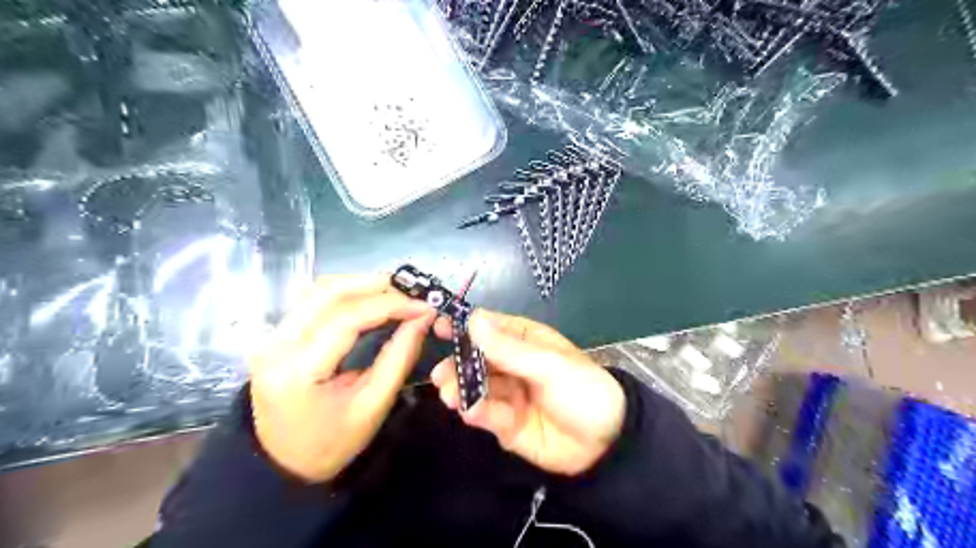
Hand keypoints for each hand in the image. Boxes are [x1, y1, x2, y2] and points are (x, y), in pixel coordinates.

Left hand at [248, 274, 434, 483]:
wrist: (282, 465)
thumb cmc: (331, 444)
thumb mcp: (373, 405)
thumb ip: (400, 357)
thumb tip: (422, 318)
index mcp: (298, 371)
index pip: (347, 320)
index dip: (390, 306)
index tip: (423, 306)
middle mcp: (277, 345)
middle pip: (327, 293)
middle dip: (374, 285)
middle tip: (411, 291)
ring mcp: (272, 337)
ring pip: (318, 290)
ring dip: (359, 284)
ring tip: (394, 291)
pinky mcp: (276, 335)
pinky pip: (312, 301)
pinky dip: (344, 293)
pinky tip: (367, 297)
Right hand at [432, 310, 624, 477]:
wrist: (607, 443)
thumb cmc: (583, 390)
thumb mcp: (548, 365)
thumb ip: (508, 348)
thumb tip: (473, 319)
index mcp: (524, 341)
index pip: (489, 328)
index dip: (464, 325)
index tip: (437, 328)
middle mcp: (511, 365)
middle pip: (476, 359)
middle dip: (457, 365)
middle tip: (440, 376)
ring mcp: (507, 394)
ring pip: (476, 387)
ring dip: (460, 389)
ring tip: (449, 394)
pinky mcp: (505, 423)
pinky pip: (486, 414)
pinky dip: (476, 411)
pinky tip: (470, 412)